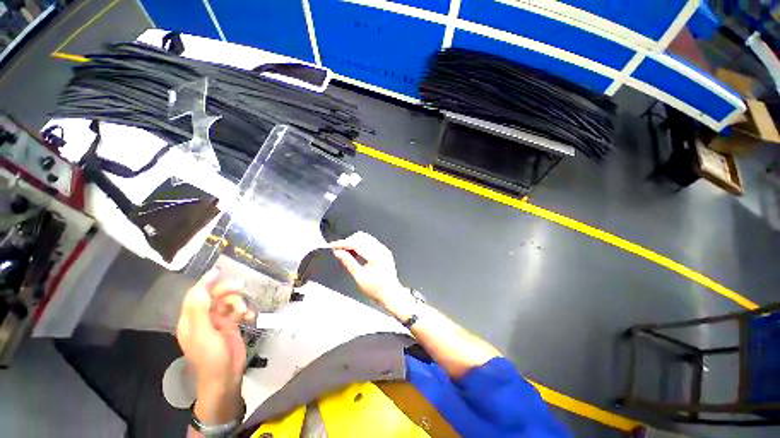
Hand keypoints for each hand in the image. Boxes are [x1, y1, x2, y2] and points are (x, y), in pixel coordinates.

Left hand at [176, 269, 254, 414]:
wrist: (226, 377)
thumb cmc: (211, 358)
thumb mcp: (204, 334)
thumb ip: (200, 310)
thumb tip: (202, 287)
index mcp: (191, 320)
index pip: (196, 295)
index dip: (205, 282)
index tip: (219, 271)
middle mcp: (203, 318)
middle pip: (214, 296)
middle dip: (227, 290)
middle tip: (241, 286)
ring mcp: (218, 322)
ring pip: (228, 302)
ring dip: (238, 302)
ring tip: (245, 310)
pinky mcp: (230, 325)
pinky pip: (238, 311)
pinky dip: (245, 310)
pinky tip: (250, 316)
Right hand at [330, 232, 407, 307]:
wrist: (390, 294)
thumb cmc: (377, 289)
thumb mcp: (359, 277)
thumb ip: (348, 262)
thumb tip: (338, 252)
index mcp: (376, 256)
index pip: (357, 243)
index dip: (343, 243)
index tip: (333, 245)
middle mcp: (381, 250)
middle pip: (361, 237)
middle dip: (348, 241)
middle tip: (338, 249)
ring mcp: (383, 249)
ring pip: (366, 238)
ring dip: (354, 242)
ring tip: (345, 251)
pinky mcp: (383, 251)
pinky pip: (370, 242)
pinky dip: (360, 244)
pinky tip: (354, 252)